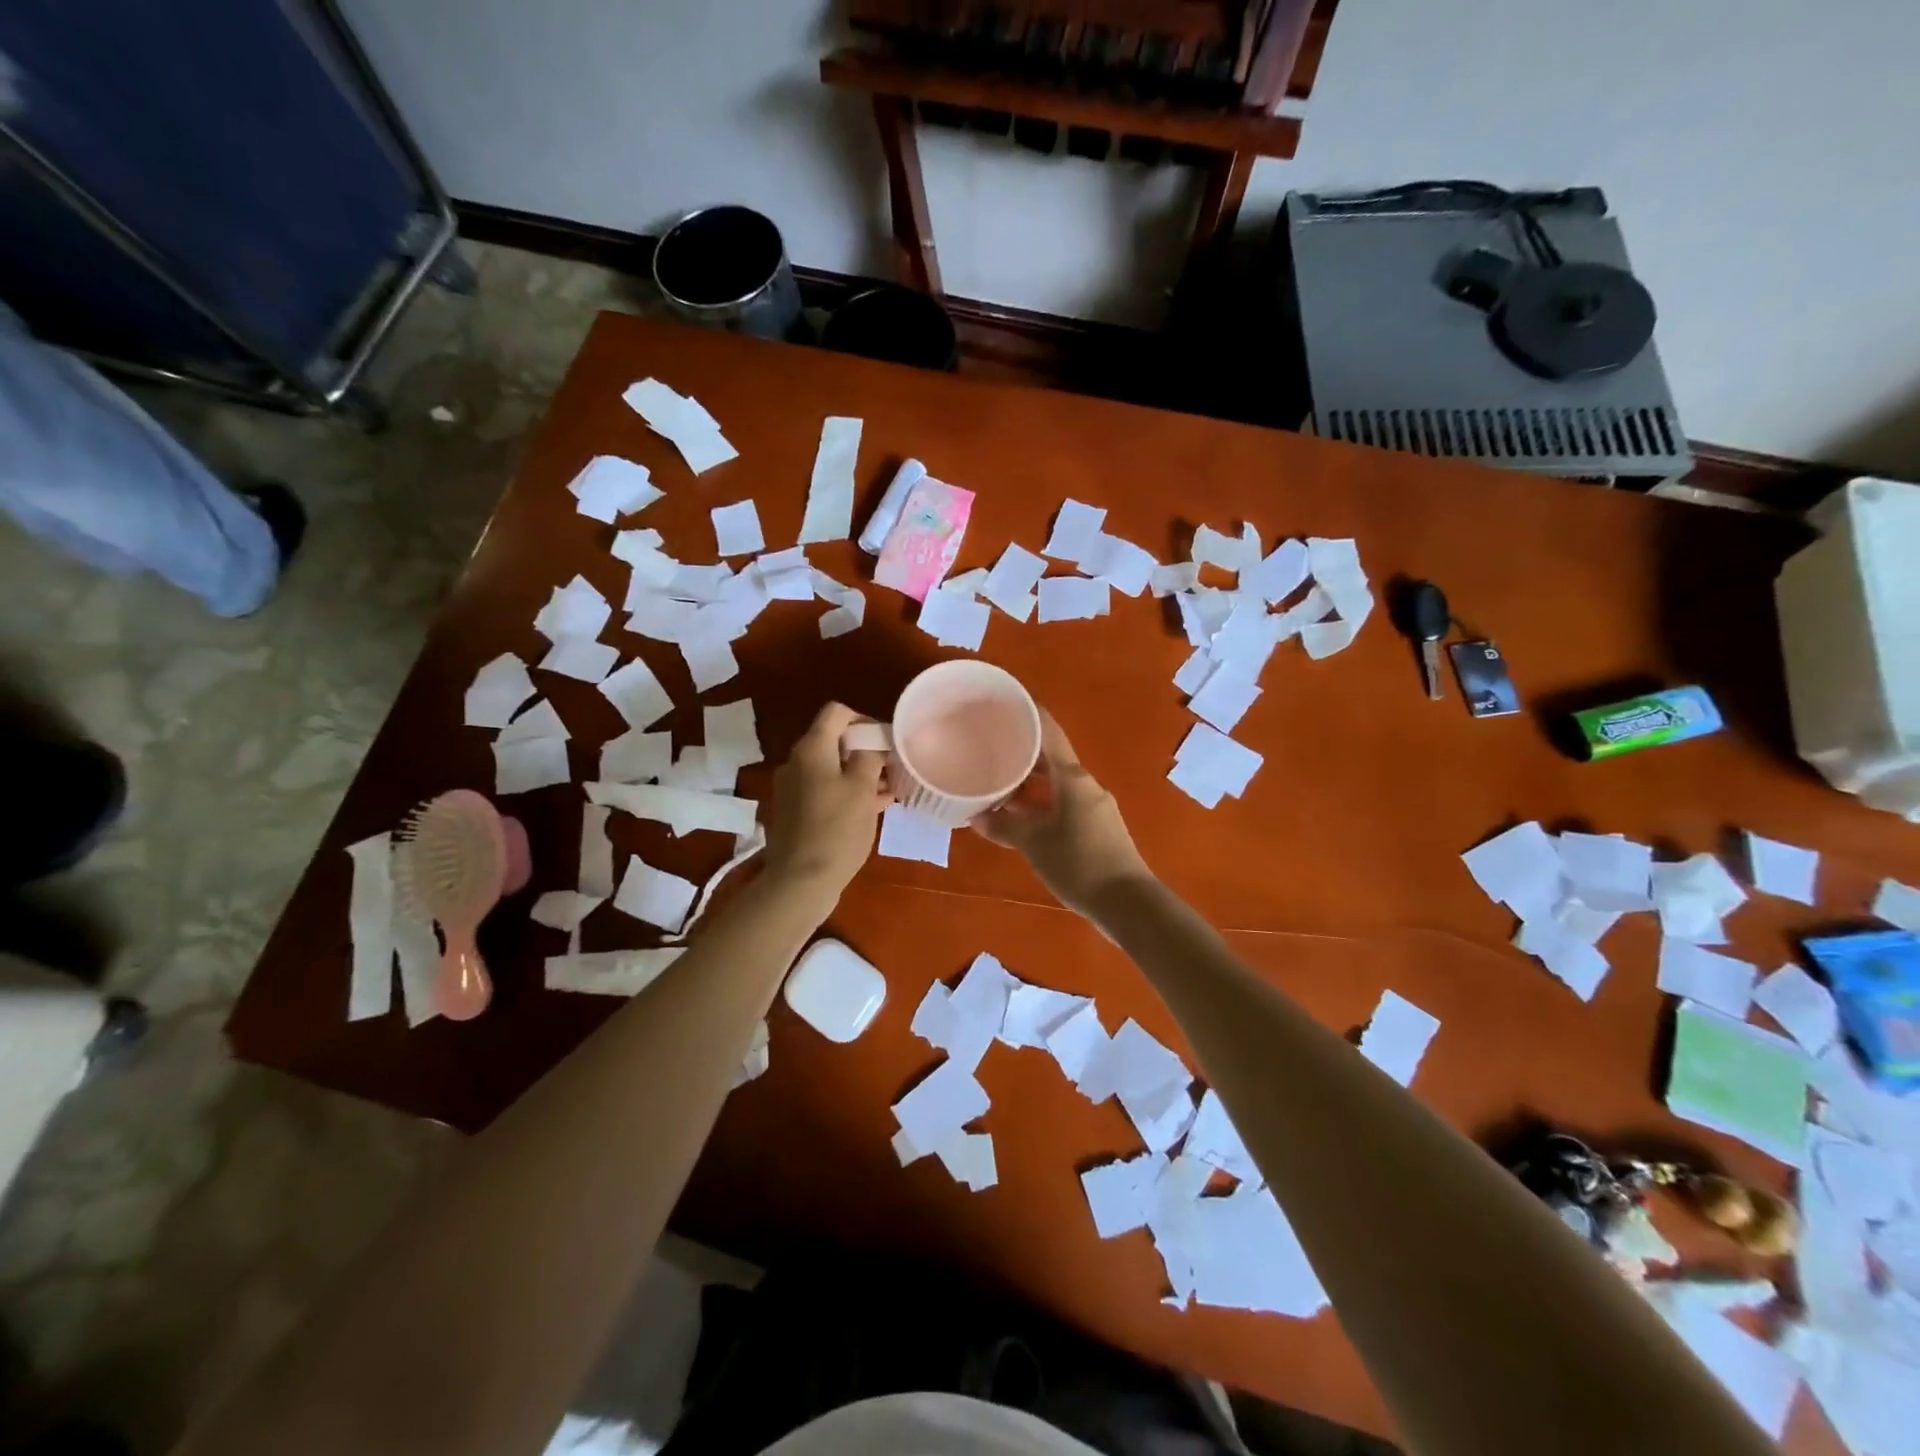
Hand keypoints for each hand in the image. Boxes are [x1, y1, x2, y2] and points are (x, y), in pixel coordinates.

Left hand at [763, 701, 890, 907]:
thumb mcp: (863, 789)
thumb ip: (870, 757)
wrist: (800, 881)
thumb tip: (872, 742)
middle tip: (891, 769)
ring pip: (830, 769)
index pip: (836, 713)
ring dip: (858, 774)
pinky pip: (824, 790)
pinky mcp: (794, 812)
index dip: (863, 719)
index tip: (885, 741)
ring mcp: (792, 788)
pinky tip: (871, 809)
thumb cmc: (837, 830)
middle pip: (833, 741)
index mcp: (811, 749)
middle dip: (864, 751)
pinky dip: (846, 793)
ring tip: (887, 791)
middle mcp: (796, 762)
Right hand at [974, 708, 1153, 917]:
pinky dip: (1040, 802)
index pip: (1048, 732)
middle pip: (1050, 757)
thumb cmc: (1079, 863)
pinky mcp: (1096, 827)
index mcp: (1072, 777)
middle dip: (1021, 751)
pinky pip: (1063, 803)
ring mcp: (1093, 806)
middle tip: (989, 745)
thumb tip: (975, 817)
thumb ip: (1003, 827)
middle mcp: (1085, 784)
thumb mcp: (1034, 844)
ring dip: (1030, 781)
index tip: (1004, 702)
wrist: (1127, 902)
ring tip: (997, 781)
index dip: (1028, 713)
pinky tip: (1020, 816)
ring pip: (1056, 783)